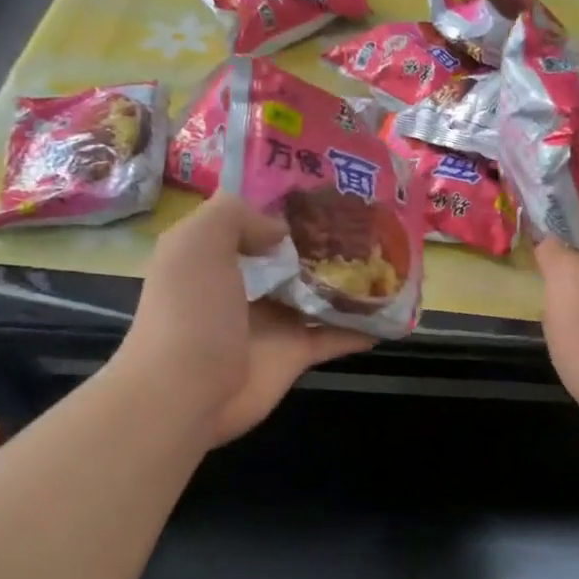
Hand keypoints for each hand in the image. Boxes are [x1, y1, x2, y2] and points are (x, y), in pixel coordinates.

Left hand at [117, 195, 373, 445]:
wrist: (185, 392)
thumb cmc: (190, 311)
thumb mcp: (198, 241)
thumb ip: (236, 216)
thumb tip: (280, 228)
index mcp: (214, 255)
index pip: (250, 220)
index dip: (282, 203)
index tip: (324, 186)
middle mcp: (243, 286)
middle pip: (289, 257)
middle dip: (323, 239)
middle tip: (369, 219)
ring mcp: (271, 322)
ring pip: (316, 294)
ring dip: (347, 281)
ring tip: (388, 258)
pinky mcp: (293, 354)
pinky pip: (334, 336)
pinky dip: (361, 327)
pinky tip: (393, 313)